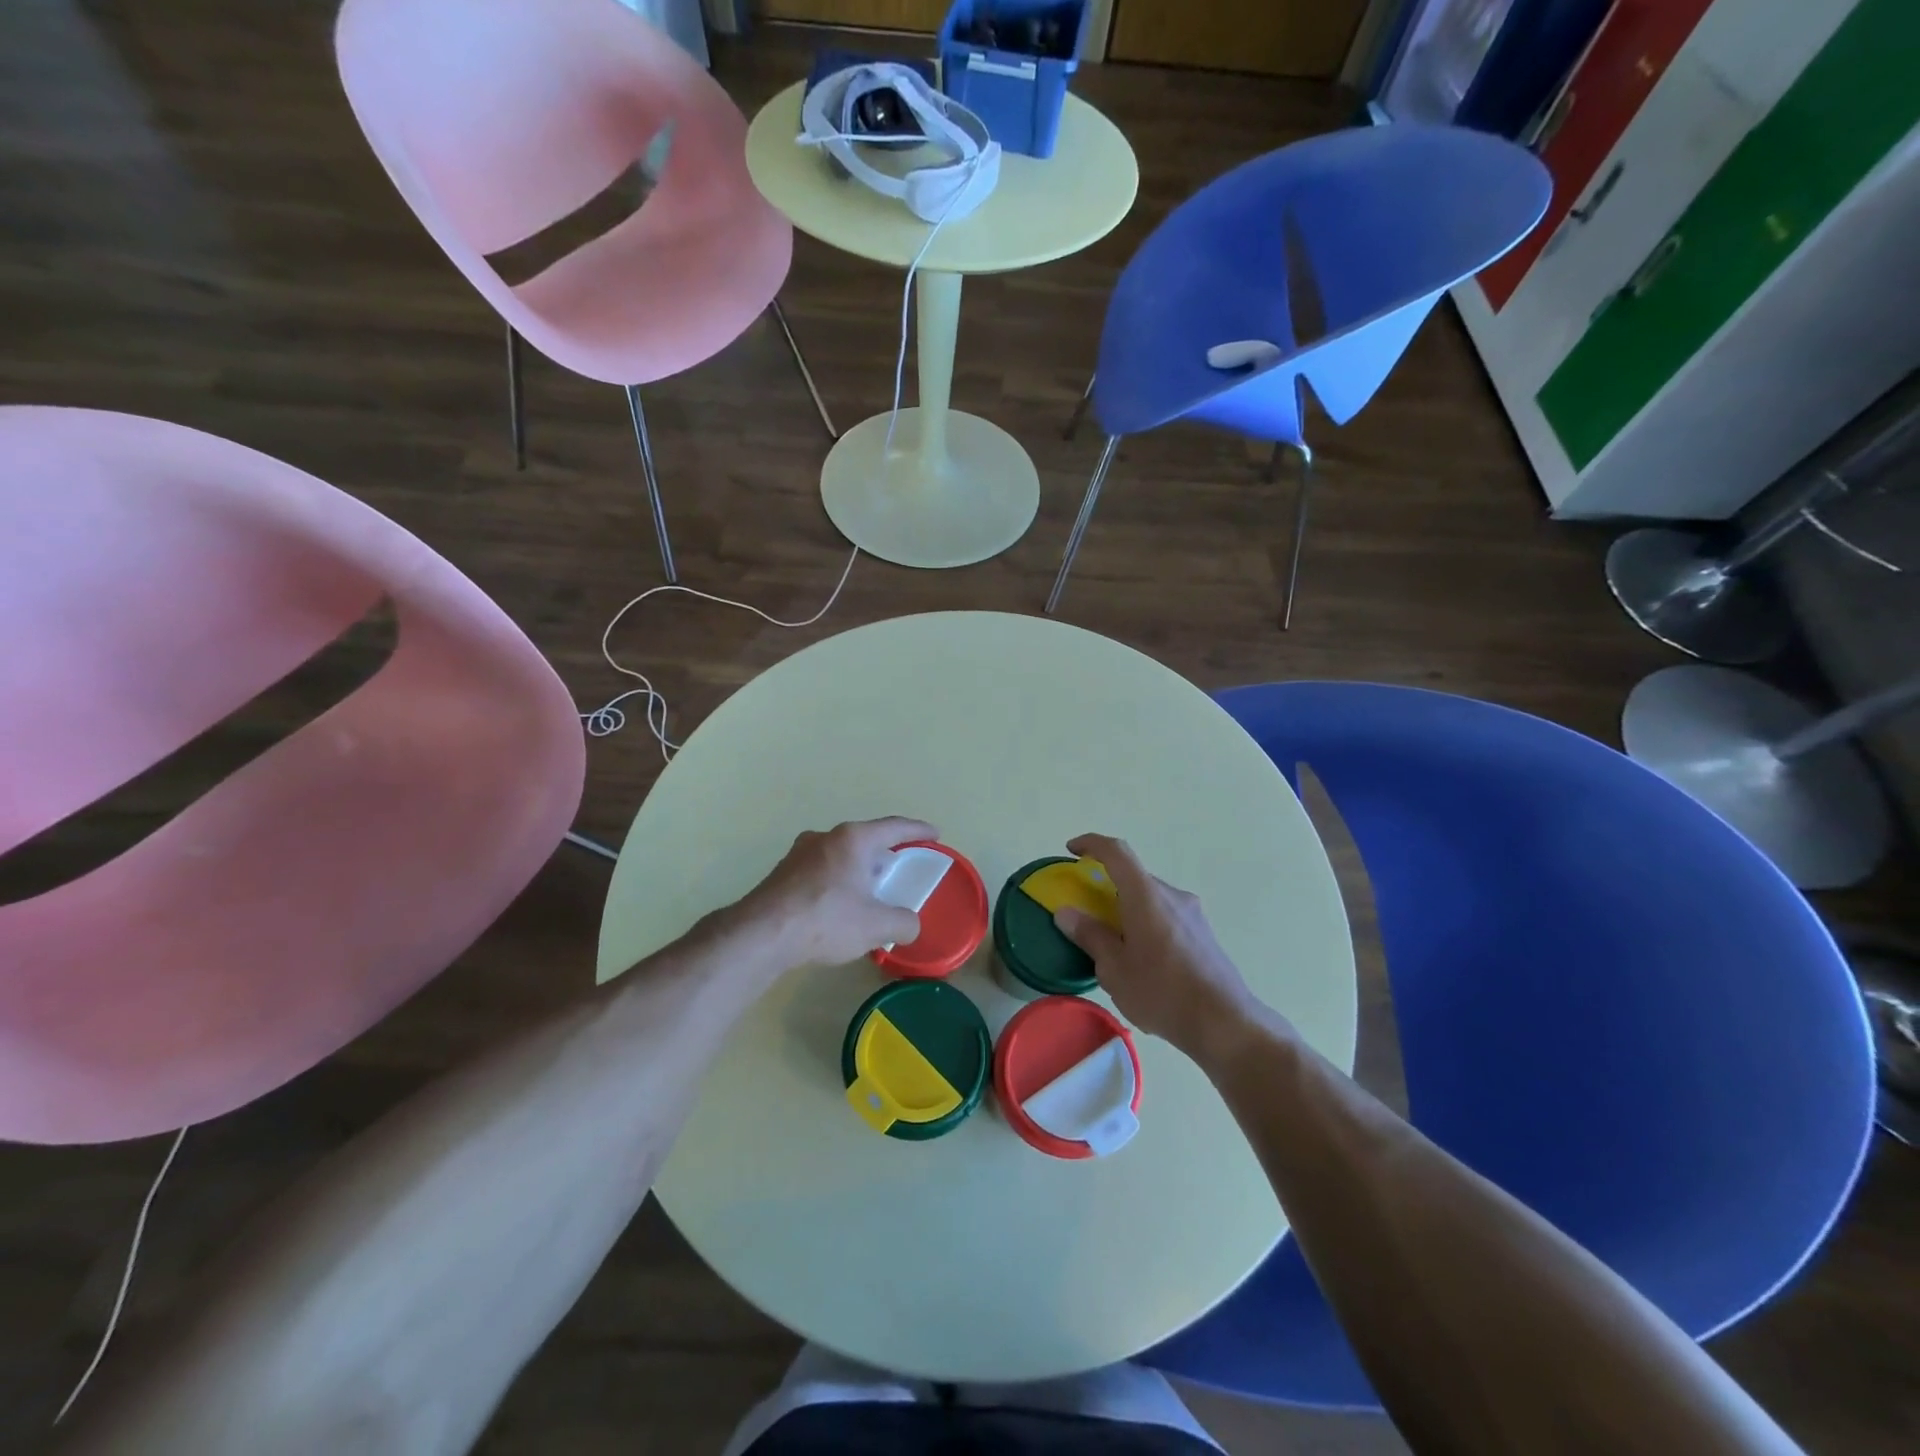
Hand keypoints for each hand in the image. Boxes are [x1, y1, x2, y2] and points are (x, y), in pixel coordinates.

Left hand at [740, 817, 938, 970]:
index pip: (895, 827)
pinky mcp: (783, 873)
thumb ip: (903, 922)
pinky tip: (839, 906)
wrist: (761, 934)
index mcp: (853, 839)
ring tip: (870, 891)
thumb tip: (911, 925)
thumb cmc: (825, 919)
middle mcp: (826, 837)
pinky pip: (821, 870)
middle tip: (901, 869)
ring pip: (841, 855)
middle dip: (885, 853)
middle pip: (865, 839)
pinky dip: (838, 882)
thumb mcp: (876, 925)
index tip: (934, 834)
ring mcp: (800, 853)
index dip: (918, 831)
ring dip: (858, 869)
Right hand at [1053, 833, 1283, 1062]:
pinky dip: (1145, 925)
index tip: (1072, 851)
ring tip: (1113, 946)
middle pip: (1133, 877)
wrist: (1225, 1023)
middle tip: (1086, 914)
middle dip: (1107, 888)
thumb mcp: (1115, 969)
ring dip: (1127, 910)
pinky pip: (1166, 917)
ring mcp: (1192, 914)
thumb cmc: (1163, 992)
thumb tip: (1066, 913)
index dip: (1092, 843)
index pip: (1116, 852)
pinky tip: (1141, 963)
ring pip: (1150, 900)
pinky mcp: (1203, 934)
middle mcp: (1172, 895)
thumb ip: (1090, 936)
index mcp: (1146, 896)